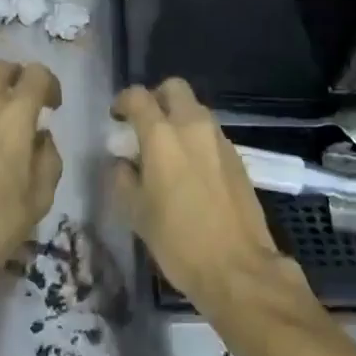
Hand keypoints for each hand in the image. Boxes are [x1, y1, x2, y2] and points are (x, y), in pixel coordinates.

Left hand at [0, 60, 63, 292]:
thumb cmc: (0, 220)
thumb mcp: (42, 194)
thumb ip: (48, 156)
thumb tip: (41, 138)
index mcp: (15, 114)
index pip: (35, 73)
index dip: (49, 84)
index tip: (53, 107)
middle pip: (2, 68)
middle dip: (19, 77)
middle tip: (28, 103)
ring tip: (2, 116)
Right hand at [109, 79, 288, 309]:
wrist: (238, 268)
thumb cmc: (178, 241)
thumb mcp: (136, 214)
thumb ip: (123, 178)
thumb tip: (122, 162)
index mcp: (162, 136)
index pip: (139, 96)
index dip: (123, 101)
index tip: (116, 117)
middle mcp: (193, 126)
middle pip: (174, 88)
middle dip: (157, 98)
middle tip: (145, 124)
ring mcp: (219, 139)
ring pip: (195, 109)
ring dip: (179, 118)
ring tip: (168, 150)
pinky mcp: (237, 156)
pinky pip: (211, 133)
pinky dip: (196, 138)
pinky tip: (191, 169)